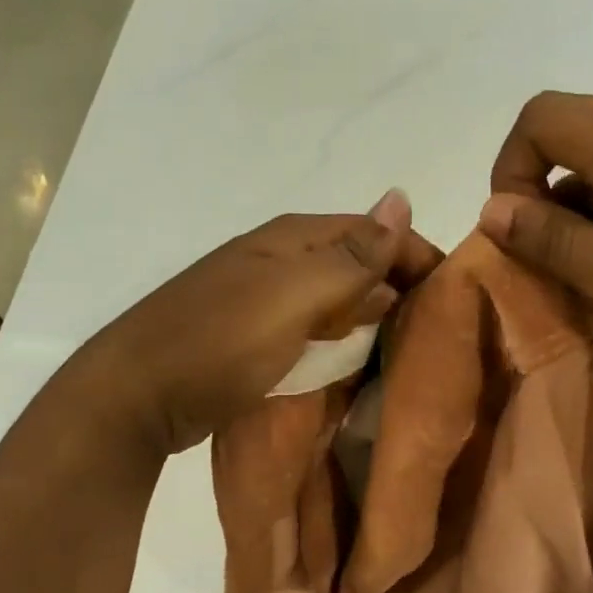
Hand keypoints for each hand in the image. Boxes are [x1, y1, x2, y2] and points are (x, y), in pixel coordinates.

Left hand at [72, 191, 432, 454]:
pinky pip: (313, 327)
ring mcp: (263, 298)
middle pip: (356, 262)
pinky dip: (340, 337)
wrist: (135, 395)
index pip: (374, 232)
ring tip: (412, 346)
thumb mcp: (292, 296)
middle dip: (399, 286)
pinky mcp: (253, 336)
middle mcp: (280, 259)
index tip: (457, 295)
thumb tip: (401, 197)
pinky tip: (357, 358)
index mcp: (292, 239)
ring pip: (335, 296)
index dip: (417, 255)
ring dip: (372, 314)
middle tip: (442, 328)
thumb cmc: (219, 342)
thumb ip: (350, 256)